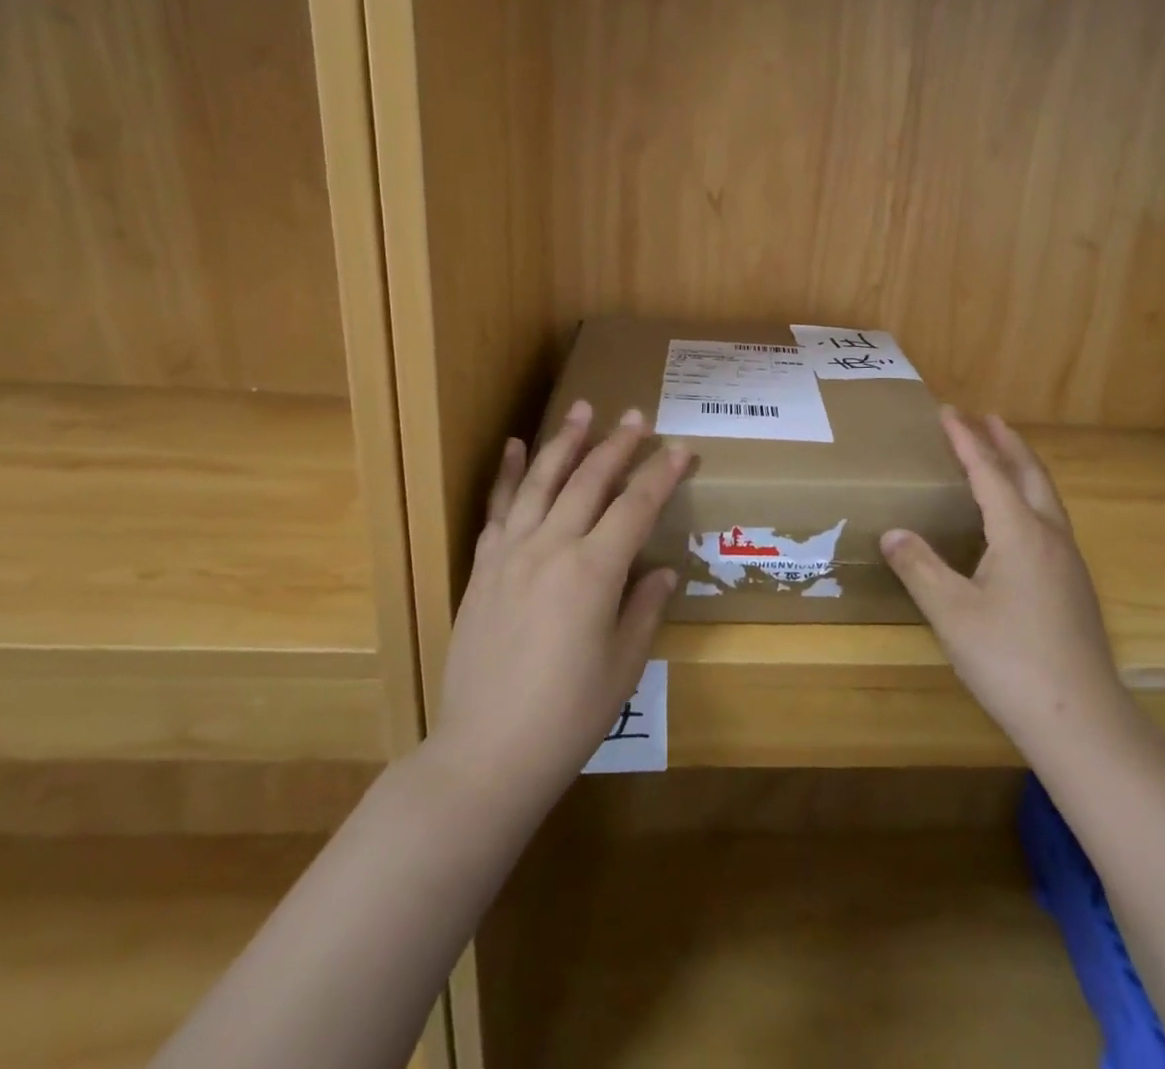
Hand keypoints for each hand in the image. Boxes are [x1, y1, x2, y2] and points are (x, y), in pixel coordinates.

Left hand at [432, 401, 690, 812]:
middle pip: (589, 482)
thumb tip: (661, 570)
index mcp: (594, 572)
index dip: (662, 474)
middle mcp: (552, 549)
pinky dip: (507, 475)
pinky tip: (514, 448)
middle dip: (617, 445)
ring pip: (541, 483)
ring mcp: (511, 555)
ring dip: (564, 443)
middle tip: (636, 416)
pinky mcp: (483, 569)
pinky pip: (498, 510)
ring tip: (582, 411)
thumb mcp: (624, 664)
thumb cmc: (570, 715)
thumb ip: (644, 606)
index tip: (681, 448)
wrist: (488, 753)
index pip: (636, 507)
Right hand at [881, 410, 1131, 759]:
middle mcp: (1050, 536)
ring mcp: (1069, 562)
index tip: (949, 411)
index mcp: (1020, 533)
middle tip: (986, 417)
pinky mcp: (1075, 586)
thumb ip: (919, 567)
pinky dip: (1031, 497)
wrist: (1081, 720)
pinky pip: (1051, 520)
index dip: (966, 440)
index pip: (989, 472)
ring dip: (1023, 467)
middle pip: (1030, 474)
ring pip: (1046, 497)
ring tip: (1004, 455)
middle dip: (1006, 442)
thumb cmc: (1010, 660)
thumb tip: (892, 532)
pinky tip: (1020, 520)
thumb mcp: (951, 612)